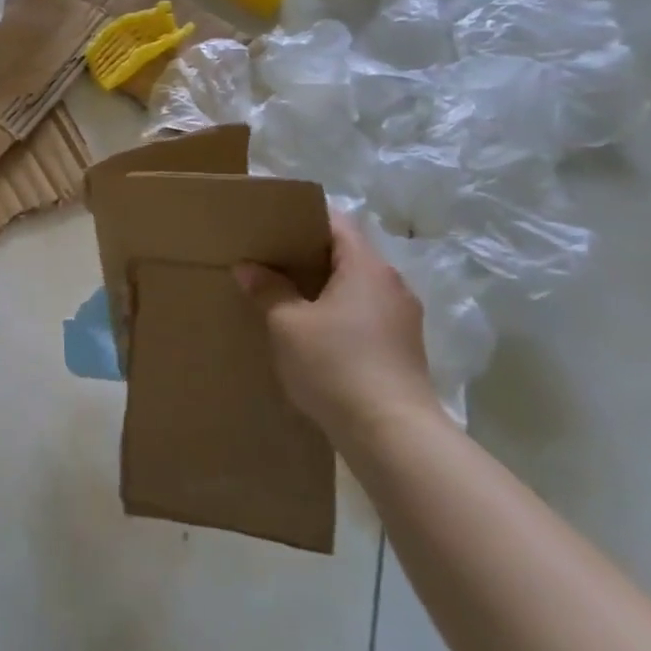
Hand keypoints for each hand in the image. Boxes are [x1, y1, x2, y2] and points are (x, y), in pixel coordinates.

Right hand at [234, 213, 440, 446]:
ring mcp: (401, 319)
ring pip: (355, 287)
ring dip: (322, 287)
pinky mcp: (401, 349)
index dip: (304, 218)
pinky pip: (363, 314)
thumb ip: (268, 290)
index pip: (337, 223)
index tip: (271, 223)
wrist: (391, 433)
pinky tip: (308, 331)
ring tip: (282, 294)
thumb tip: (248, 267)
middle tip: (267, 258)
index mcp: (367, 267)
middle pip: (347, 254)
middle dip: (307, 254)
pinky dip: (336, 313)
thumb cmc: (335, 364)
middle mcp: (391, 285)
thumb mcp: (287, 324)